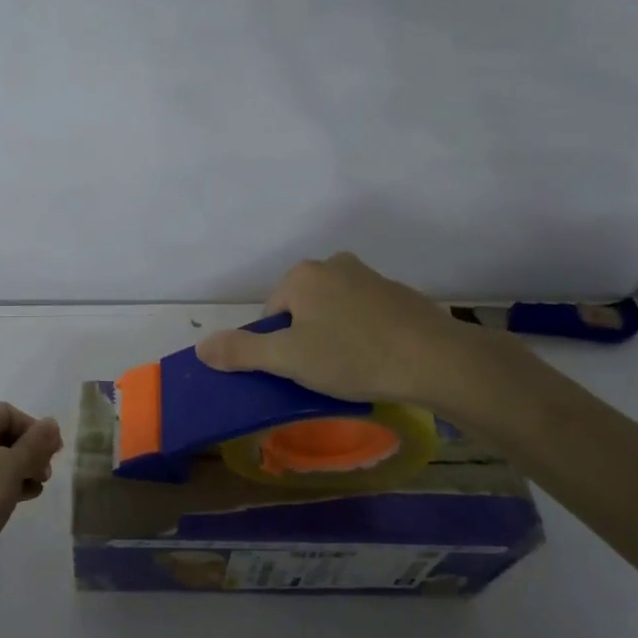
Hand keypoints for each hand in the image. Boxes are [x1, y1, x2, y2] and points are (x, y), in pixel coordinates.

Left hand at [0, 402, 61, 607]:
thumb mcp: (9, 467)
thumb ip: (34, 444)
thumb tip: (51, 423)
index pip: (7, 413)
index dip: (32, 427)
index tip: (52, 451)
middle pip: (4, 436)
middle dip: (30, 450)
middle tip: (46, 472)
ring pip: (0, 463)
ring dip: (23, 471)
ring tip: (39, 487)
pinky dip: (11, 488)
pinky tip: (24, 501)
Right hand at [196, 252, 527, 419]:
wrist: (435, 359)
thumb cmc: (352, 356)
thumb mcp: (288, 359)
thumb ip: (242, 351)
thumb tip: (202, 347)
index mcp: (303, 275)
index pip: (271, 313)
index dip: (279, 346)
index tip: (299, 370)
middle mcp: (334, 265)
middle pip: (302, 309)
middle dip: (307, 338)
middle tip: (324, 372)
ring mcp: (370, 276)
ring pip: (335, 311)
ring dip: (336, 336)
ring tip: (353, 369)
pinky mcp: (399, 294)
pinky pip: (366, 315)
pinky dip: (365, 334)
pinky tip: (378, 360)